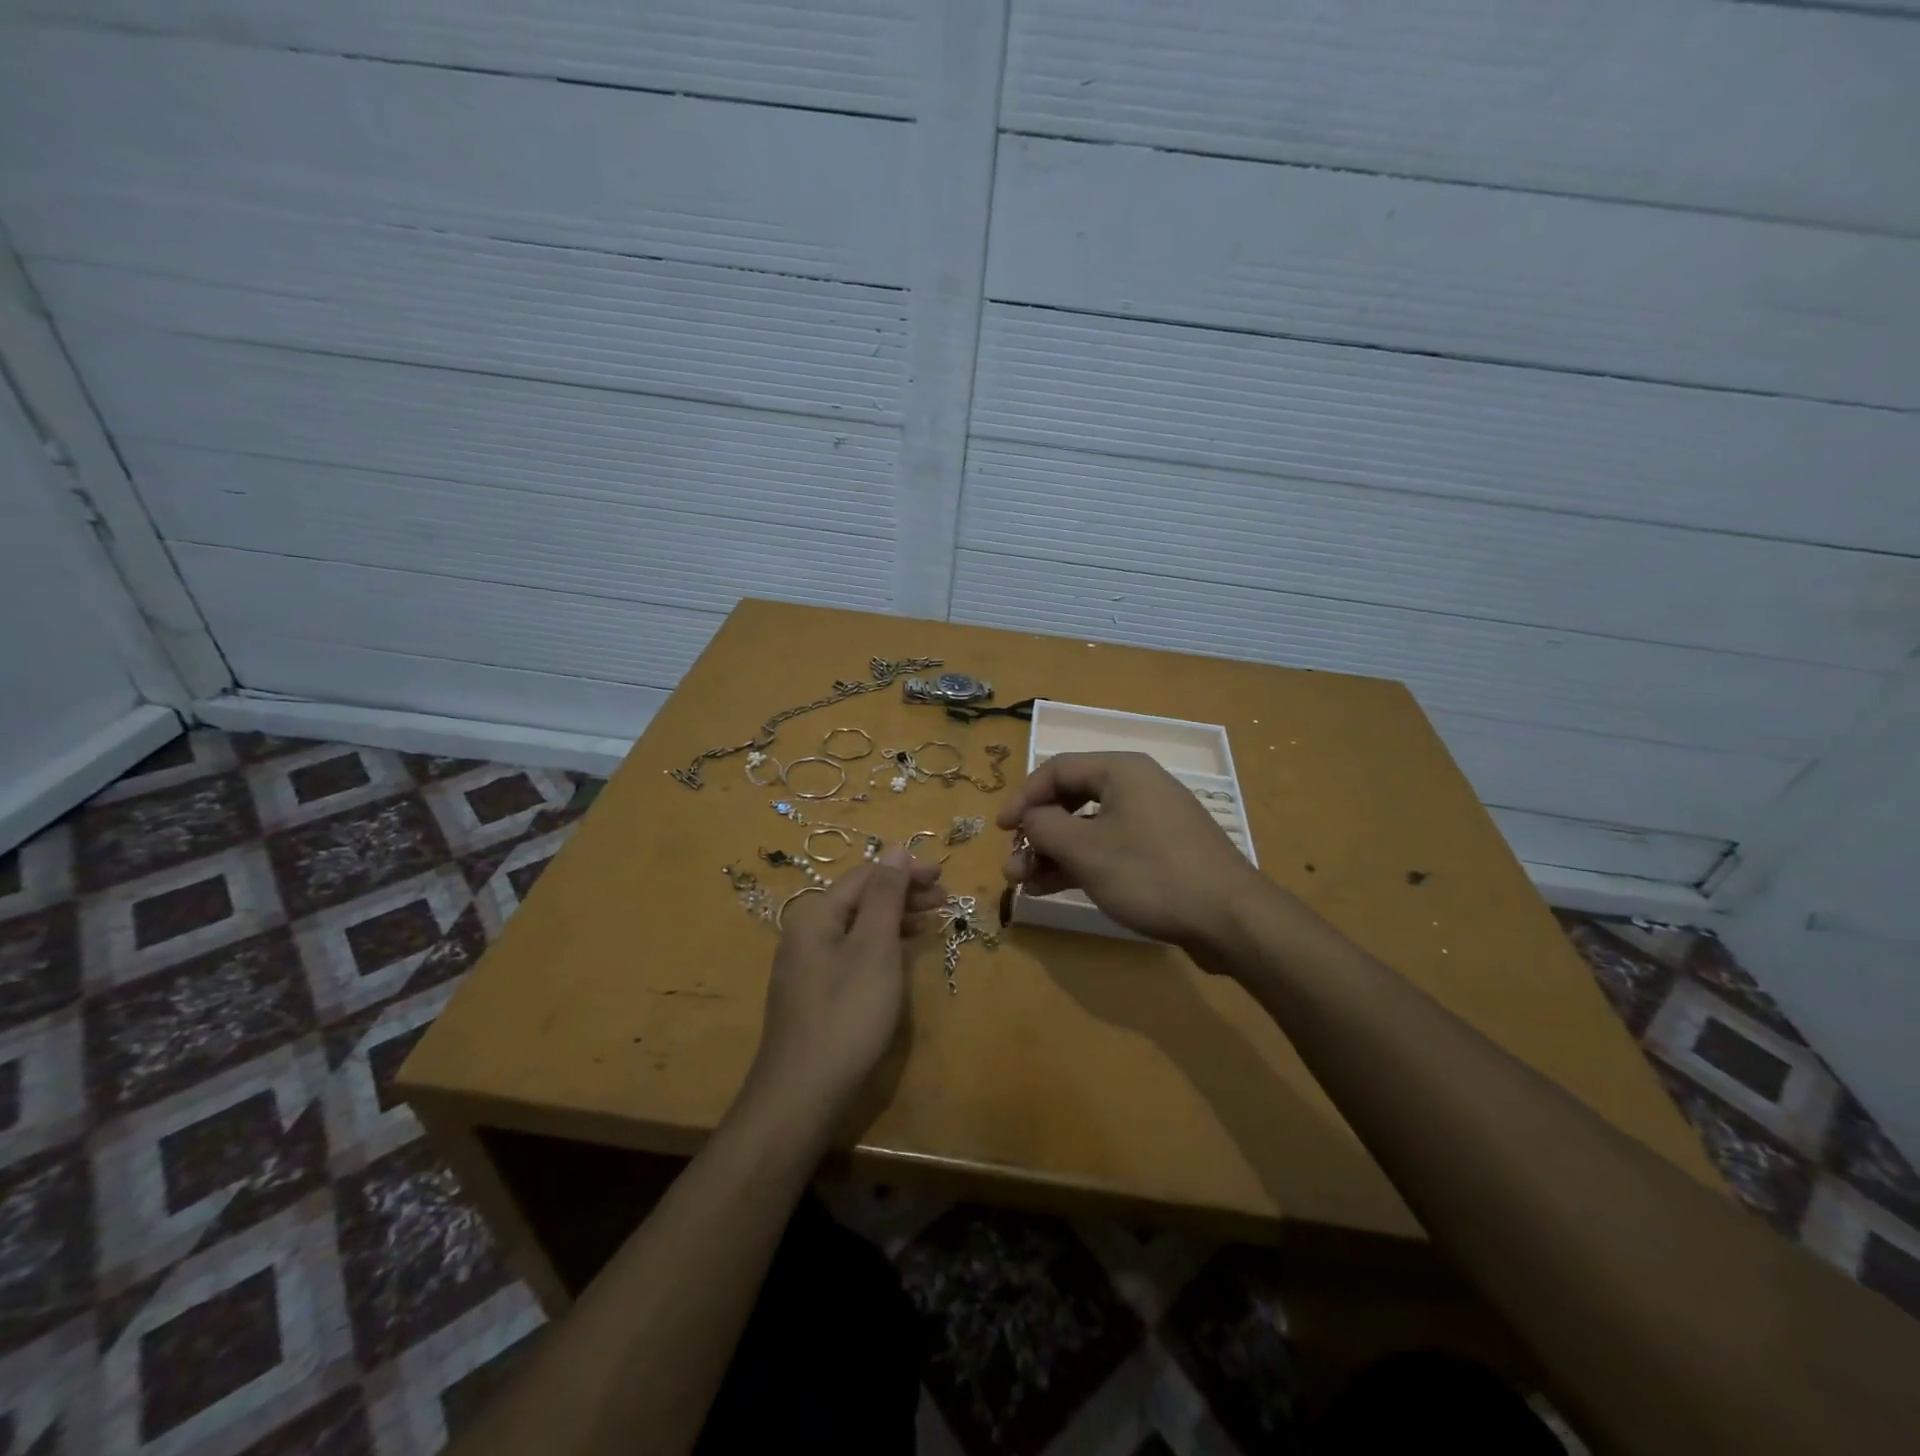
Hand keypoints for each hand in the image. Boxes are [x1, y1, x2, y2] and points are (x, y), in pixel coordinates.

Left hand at [743, 847, 945, 1129]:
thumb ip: (885, 896)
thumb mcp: (874, 948)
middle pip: (860, 899)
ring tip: (930, 921)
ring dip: (895, 919)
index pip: (865, 876)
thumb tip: (894, 848)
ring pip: (858, 927)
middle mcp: (806, 933)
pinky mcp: (816, 994)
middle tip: (944, 900)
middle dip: (903, 894)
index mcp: (815, 915)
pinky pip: (853, 953)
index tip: (943, 877)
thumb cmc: (847, 1014)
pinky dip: (882, 946)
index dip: (905, 871)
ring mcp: (808, 966)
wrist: (802, 1095)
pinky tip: (902, 954)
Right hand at [997, 751, 1273, 950]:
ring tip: (1024, 884)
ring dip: (1053, 853)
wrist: (1229, 918)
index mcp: (1121, 771)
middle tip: (1012, 866)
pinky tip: (1052, 888)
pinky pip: (1110, 848)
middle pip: (1071, 800)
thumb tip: (1028, 818)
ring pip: (1088, 828)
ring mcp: (1152, 821)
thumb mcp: (1085, 850)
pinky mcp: (1162, 852)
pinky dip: (1080, 864)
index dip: (1023, 797)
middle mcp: (1137, 787)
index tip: (1001, 830)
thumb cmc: (1150, 873)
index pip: (1057, 769)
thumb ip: (1044, 827)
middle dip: (1037, 833)